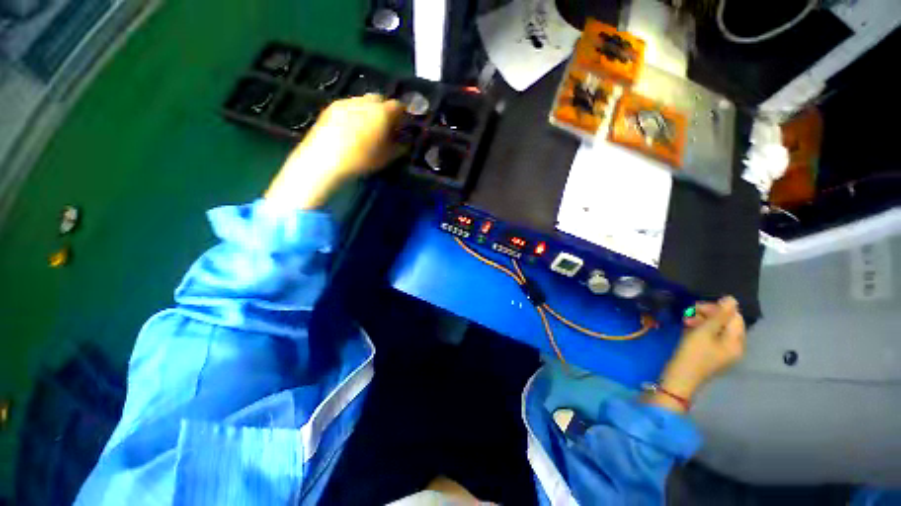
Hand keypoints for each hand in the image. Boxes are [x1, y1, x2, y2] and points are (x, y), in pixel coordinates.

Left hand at [265, 95, 404, 209]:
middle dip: (381, 109)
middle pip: (378, 99)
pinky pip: (345, 107)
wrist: (321, 160)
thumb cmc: (358, 160)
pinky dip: (348, 114)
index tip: (398, 127)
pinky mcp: (330, 108)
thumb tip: (404, 142)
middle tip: (379, 126)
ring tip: (359, 128)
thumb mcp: (384, 158)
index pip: (398, 106)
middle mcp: (366, 102)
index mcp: (383, 111)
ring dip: (364, 111)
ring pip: (361, 102)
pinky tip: (344, 129)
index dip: (400, 116)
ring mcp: (346, 103)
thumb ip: (398, 147)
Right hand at [646, 296, 745, 412]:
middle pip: (726, 321)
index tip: (701, 306)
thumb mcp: (706, 330)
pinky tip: (688, 327)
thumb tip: (732, 299)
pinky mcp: (711, 355)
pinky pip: (711, 336)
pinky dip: (701, 330)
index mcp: (735, 342)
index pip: (734, 315)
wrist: (676, 383)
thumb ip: (720, 313)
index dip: (719, 308)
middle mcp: (733, 347)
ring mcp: (722, 352)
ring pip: (717, 327)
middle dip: (709, 314)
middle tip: (691, 311)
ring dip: (702, 320)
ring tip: (686, 320)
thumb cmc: (693, 356)